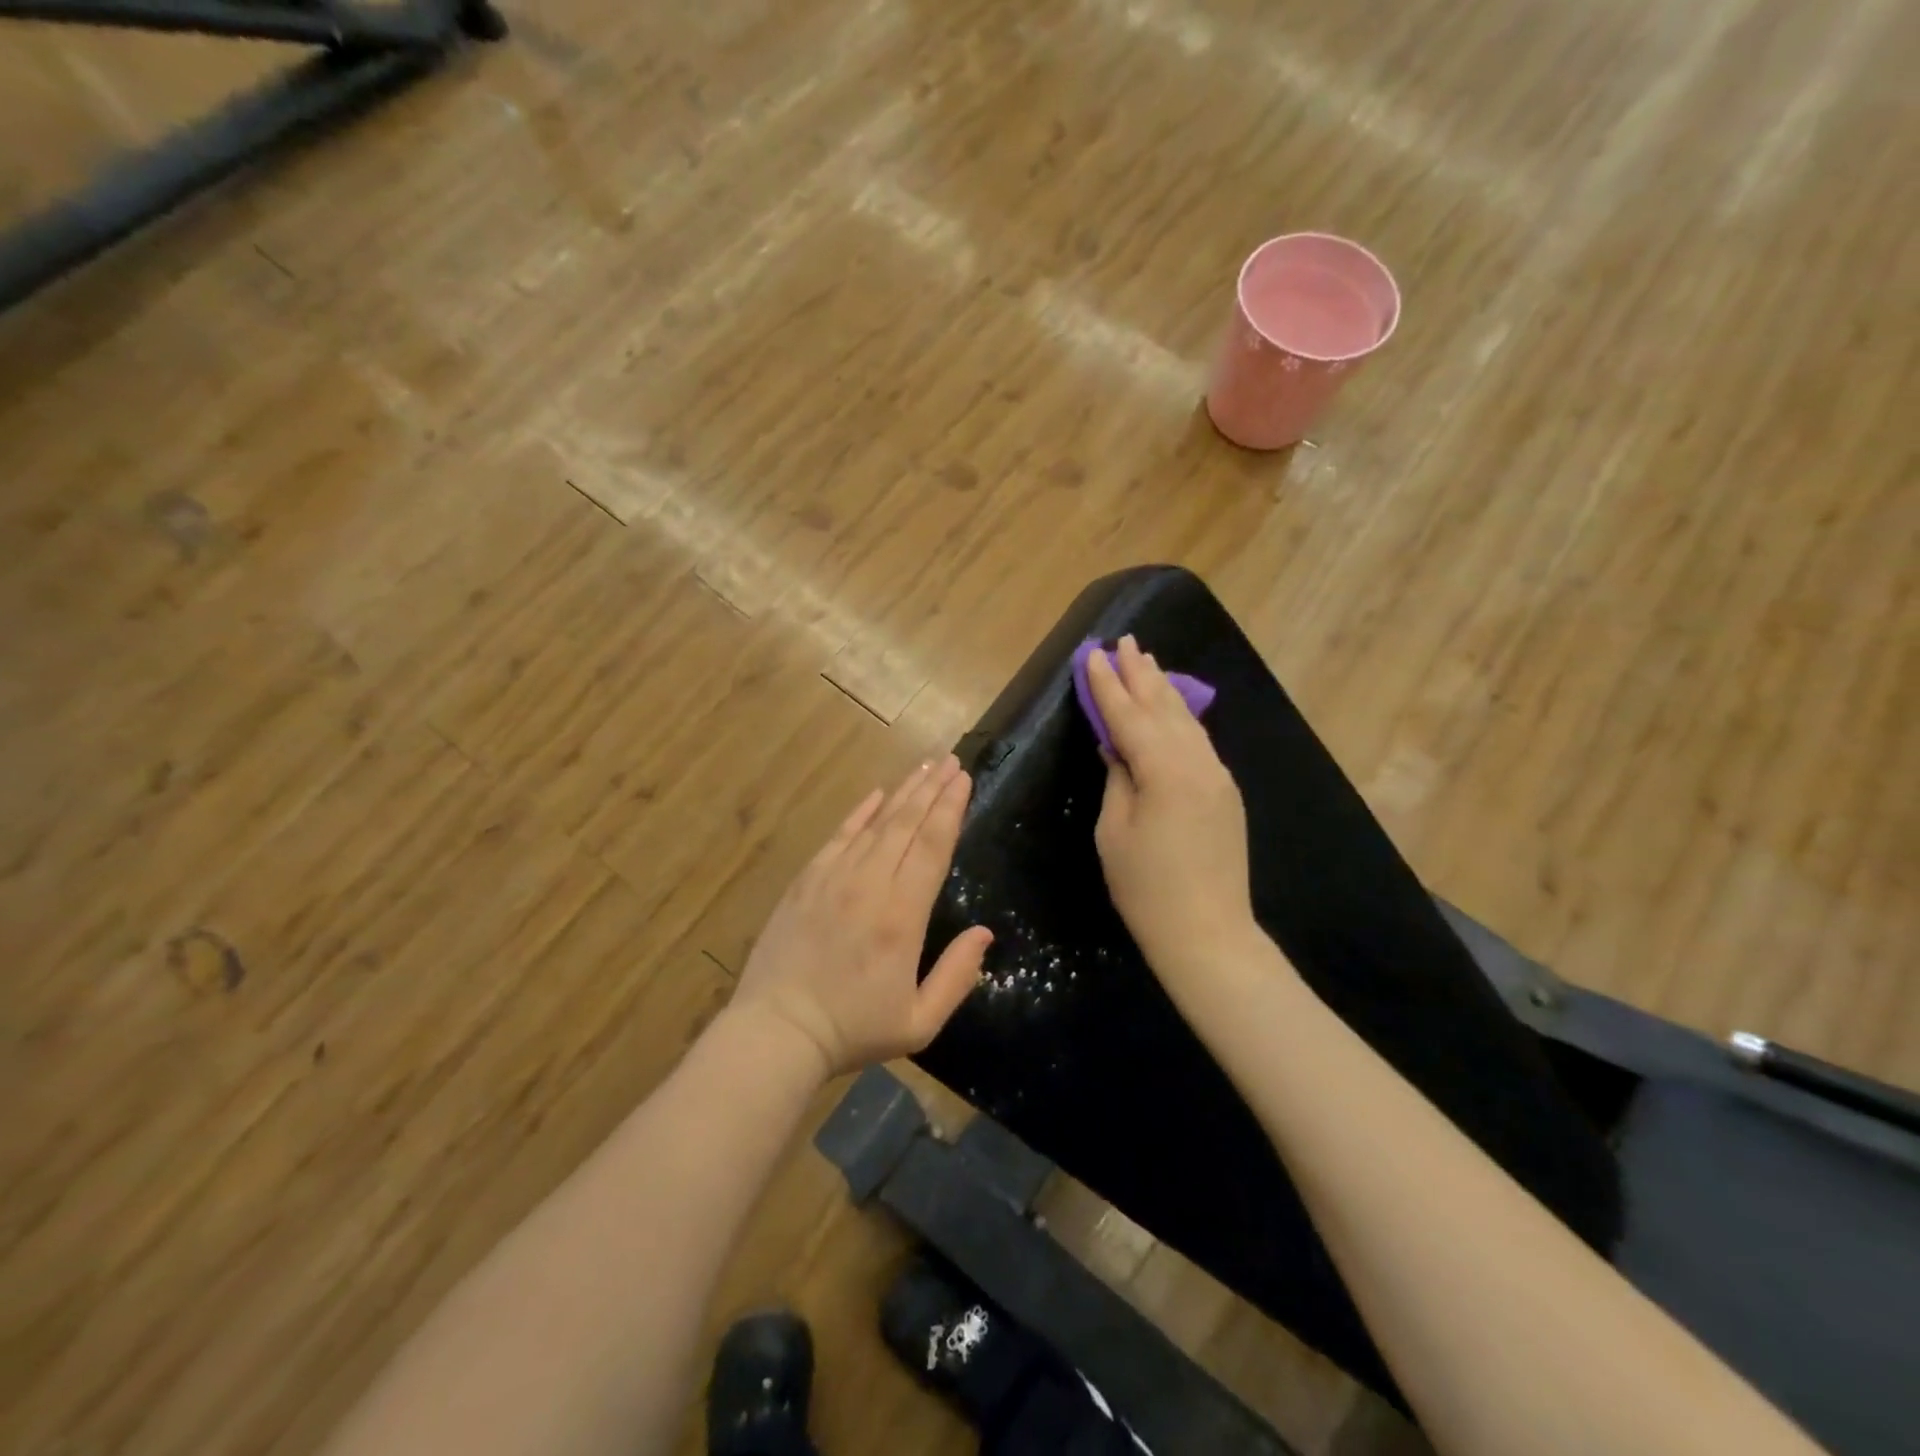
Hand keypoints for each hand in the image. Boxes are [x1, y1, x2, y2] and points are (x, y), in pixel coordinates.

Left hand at [730, 756, 992, 1077]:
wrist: (777, 1032)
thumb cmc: (853, 1030)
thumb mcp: (919, 1022)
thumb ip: (957, 976)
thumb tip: (985, 934)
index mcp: (902, 915)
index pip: (932, 847)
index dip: (950, 809)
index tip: (963, 779)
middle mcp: (870, 884)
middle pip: (907, 824)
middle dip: (932, 789)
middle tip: (951, 760)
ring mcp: (833, 878)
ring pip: (875, 823)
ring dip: (903, 792)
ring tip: (924, 766)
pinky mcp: (806, 881)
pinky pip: (838, 836)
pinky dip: (860, 812)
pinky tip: (876, 794)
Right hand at [1086, 636, 1257, 978]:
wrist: (1208, 933)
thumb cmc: (1146, 888)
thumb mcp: (1114, 831)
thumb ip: (1117, 778)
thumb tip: (1116, 746)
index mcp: (1164, 770)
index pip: (1128, 716)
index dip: (1107, 685)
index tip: (1093, 654)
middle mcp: (1197, 762)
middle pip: (1163, 707)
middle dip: (1141, 673)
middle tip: (1125, 640)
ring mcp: (1217, 776)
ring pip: (1185, 720)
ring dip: (1164, 689)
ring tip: (1148, 661)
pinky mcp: (1225, 792)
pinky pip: (1197, 741)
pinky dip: (1179, 718)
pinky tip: (1171, 709)